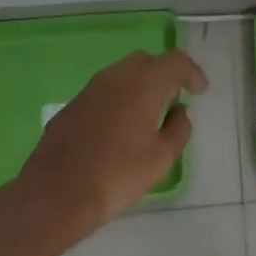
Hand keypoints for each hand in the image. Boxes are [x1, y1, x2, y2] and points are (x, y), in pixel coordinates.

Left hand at [0, 49, 206, 248]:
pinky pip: (105, 90)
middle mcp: (117, 75)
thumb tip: (179, 111)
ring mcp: (92, 87)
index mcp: (144, 83)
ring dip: (140, 85)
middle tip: (173, 100)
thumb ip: (178, 129)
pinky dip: (119, 98)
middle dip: (164, 75)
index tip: (200, 90)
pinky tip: (119, 126)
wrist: (55, 194)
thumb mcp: (161, 159)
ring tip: (147, 113)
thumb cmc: (116, 175)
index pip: (175, 61)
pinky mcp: (74, 103)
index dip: (191, 72)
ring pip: (124, 73)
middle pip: (148, 61)